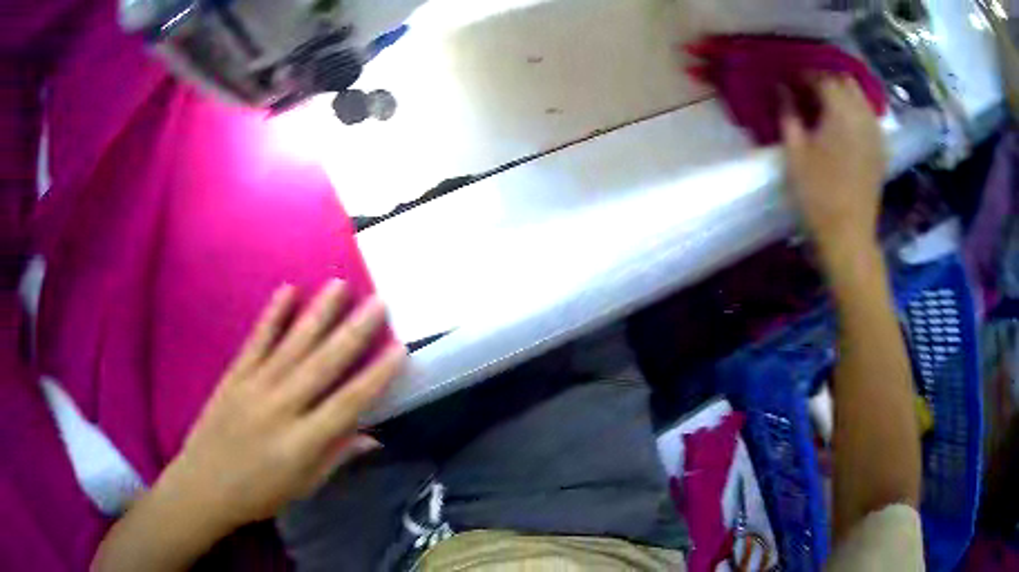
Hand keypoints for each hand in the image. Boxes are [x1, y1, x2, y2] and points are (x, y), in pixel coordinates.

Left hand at [160, 281, 405, 532]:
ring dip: (318, 314)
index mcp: (302, 443)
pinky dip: (272, 315)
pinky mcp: (234, 376)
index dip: (375, 376)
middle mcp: (280, 408)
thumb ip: (337, 457)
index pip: (347, 404)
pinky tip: (288, 291)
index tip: (399, 349)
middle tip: (378, 302)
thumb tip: (375, 436)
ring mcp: (254, 387)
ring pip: (291, 345)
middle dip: (353, 333)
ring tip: (339, 285)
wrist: (204, 485)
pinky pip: (256, 341)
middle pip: (322, 366)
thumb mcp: (304, 486)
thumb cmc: (260, 494)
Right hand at [781, 75, 886, 259]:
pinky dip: (856, 111)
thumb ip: (788, 114)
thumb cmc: (817, 195)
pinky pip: (869, 117)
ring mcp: (875, 133)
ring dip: (843, 93)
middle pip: (845, 81)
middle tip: (807, 88)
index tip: (788, 78)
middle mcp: (862, 116)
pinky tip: (844, 123)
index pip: (821, 77)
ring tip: (825, 103)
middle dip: (826, 78)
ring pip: (861, 97)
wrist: (849, 236)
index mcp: (840, 112)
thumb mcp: (795, 152)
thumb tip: (781, 88)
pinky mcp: (881, 150)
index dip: (803, 74)